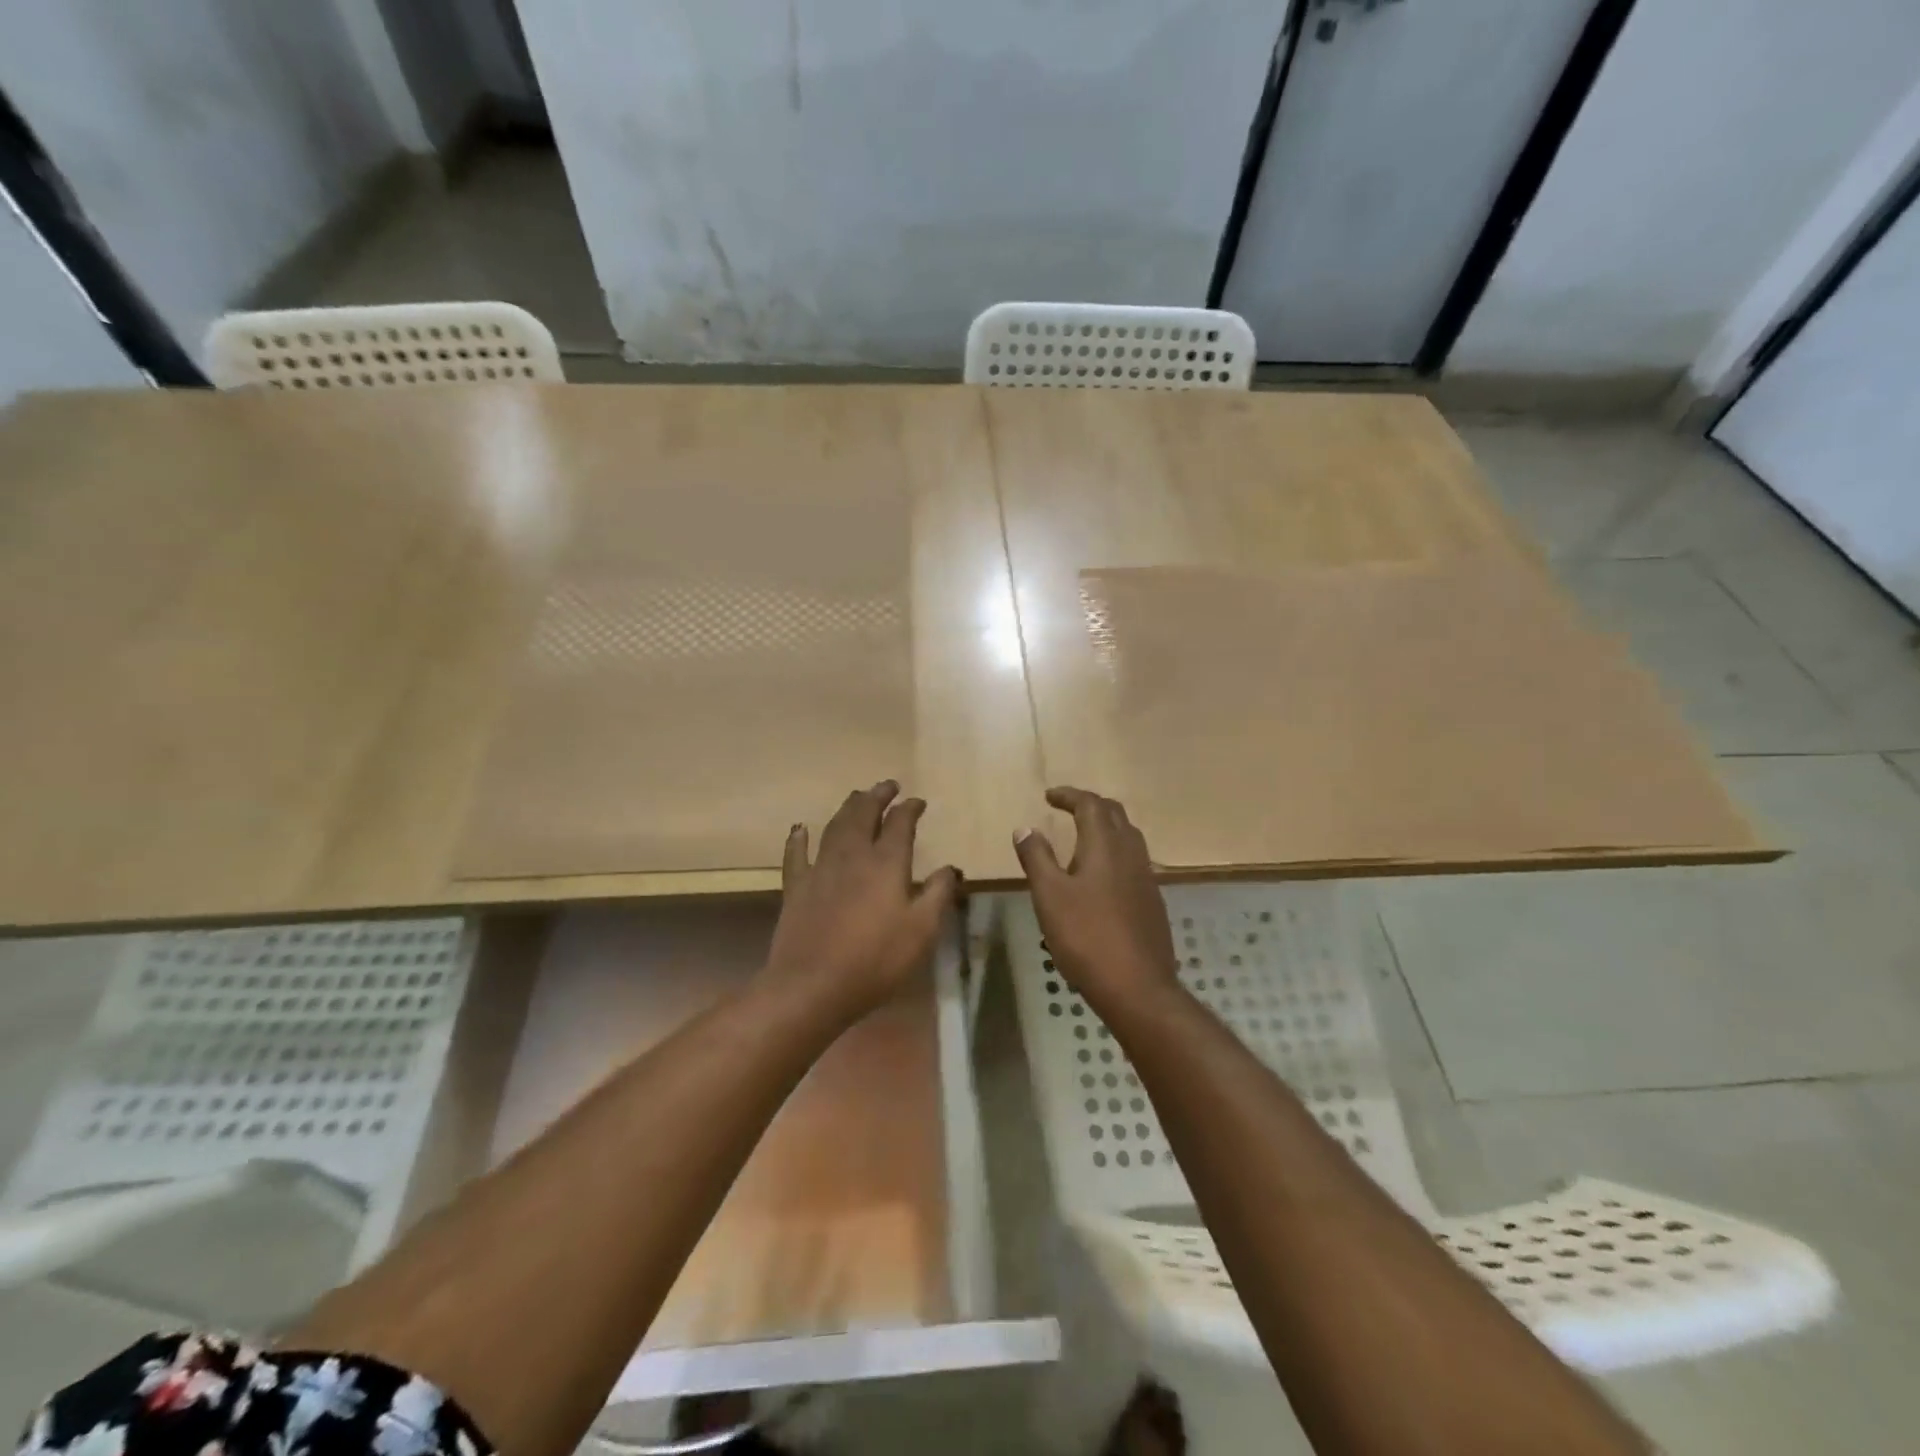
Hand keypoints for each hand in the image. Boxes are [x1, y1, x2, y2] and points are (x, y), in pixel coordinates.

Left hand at [763, 781, 960, 1024]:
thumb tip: (949, 868)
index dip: (910, 809)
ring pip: (834, 826)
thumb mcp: (922, 932)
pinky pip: (796, 854)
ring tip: (857, 796)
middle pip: (864, 814)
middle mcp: (853, 855)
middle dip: (877, 796)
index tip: (918, 801)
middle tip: (888, 785)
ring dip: (848, 807)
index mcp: (886, 863)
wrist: (812, 985)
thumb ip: (938, 895)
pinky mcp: (796, 887)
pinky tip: (799, 828)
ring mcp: (820, 868)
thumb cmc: (875, 961)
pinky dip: (798, 838)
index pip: (900, 824)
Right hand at [1013, 787, 1179, 1018]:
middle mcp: (1130, 853)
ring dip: (1105, 827)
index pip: (1090, 804)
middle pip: (1114, 814)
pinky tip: (1100, 876)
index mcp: (1105, 845)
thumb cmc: (1086, 936)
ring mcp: (1146, 878)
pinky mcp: (1152, 901)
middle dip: (1090, 805)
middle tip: (1066, 809)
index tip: (1049, 796)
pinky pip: (1133, 861)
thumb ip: (1037, 858)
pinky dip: (1114, 853)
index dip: (1069, 795)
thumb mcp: (1050, 896)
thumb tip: (1025, 828)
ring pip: (1128, 837)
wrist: (1138, 987)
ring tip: (1081, 837)